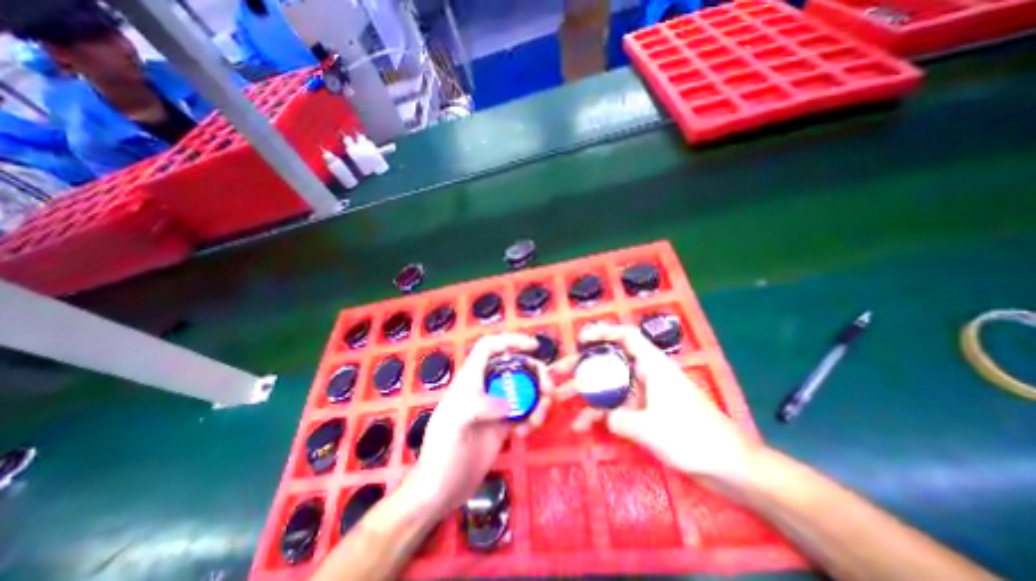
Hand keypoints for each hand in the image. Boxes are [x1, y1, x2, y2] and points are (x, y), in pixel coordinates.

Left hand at [401, 334, 553, 519]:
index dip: (510, 341)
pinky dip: (533, 416)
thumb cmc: (442, 453)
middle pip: (515, 367)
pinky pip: (525, 411)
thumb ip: (480, 406)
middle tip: (549, 390)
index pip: (489, 347)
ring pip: (524, 389)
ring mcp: (495, 406)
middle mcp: (485, 388)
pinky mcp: (503, 425)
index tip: (533, 347)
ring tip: (537, 419)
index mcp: (470, 379)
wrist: (441, 490)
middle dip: (535, 374)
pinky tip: (526, 432)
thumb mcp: (456, 423)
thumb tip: (509, 404)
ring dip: (538, 399)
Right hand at [551, 324, 758, 488]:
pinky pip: (616, 408)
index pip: (626, 337)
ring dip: (585, 392)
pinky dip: (600, 415)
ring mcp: (643, 395)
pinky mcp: (644, 413)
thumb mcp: (649, 428)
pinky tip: (583, 426)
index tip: (581, 339)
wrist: (729, 467)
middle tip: (558, 372)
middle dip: (582, 366)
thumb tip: (599, 416)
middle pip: (609, 362)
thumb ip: (617, 418)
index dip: (603, 332)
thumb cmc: (692, 437)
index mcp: (652, 365)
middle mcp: (645, 375)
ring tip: (560, 397)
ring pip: (608, 386)